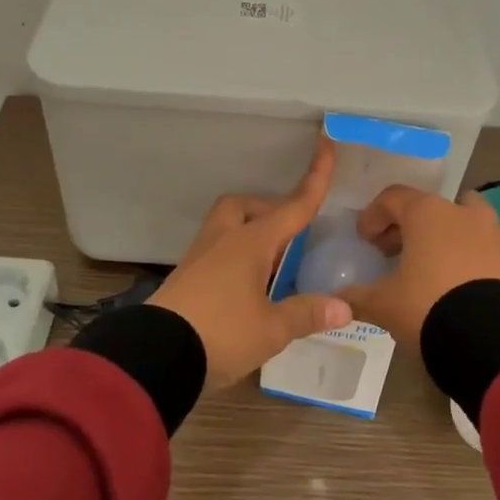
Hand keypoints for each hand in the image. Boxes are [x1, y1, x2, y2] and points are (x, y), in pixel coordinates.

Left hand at [149, 138, 354, 389]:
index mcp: (251, 242)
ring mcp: (200, 257)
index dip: (315, 178)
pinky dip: (235, 257)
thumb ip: (306, 313)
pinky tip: (247, 286)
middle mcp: (224, 240)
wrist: (155, 355)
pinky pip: (216, 252)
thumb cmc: (221, 333)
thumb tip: (345, 307)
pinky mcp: (186, 278)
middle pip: (244, 205)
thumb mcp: (271, 329)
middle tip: (289, 235)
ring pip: (227, 227)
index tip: (325, 144)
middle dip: (268, 210)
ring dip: (250, 234)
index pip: (293, 206)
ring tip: (272, 265)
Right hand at [335, 186, 499, 347]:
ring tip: (438, 269)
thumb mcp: (383, 305)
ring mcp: (498, 234)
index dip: (374, 216)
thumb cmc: (428, 309)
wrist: (494, 343)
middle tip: (397, 254)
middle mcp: (465, 213)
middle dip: (412, 227)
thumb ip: (357, 296)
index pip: (392, 198)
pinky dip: (478, 259)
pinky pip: (493, 250)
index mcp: (428, 213)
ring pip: (469, 222)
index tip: (365, 240)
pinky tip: (470, 288)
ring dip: (450, 237)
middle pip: (432, 207)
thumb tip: (337, 298)